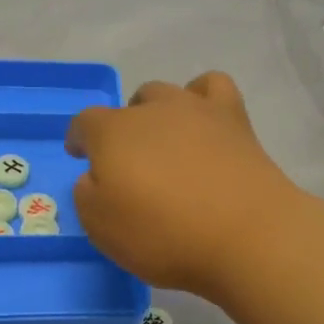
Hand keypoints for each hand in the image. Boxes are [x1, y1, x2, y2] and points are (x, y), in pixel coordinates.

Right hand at [66, 72, 301, 295]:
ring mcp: (197, 110)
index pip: (85, 123)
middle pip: (130, 107)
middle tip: (132, 164)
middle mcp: (153, 111)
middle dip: (124, 129)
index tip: (79, 155)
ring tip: (167, 143)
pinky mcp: (235, 120)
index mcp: (113, 134)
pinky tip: (204, 123)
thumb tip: (96, 177)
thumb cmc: (164, 235)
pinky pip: (214, 88)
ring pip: (169, 93)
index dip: (79, 138)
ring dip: (160, 112)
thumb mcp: (102, 228)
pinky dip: (203, 99)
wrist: (244, 236)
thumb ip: (88, 195)